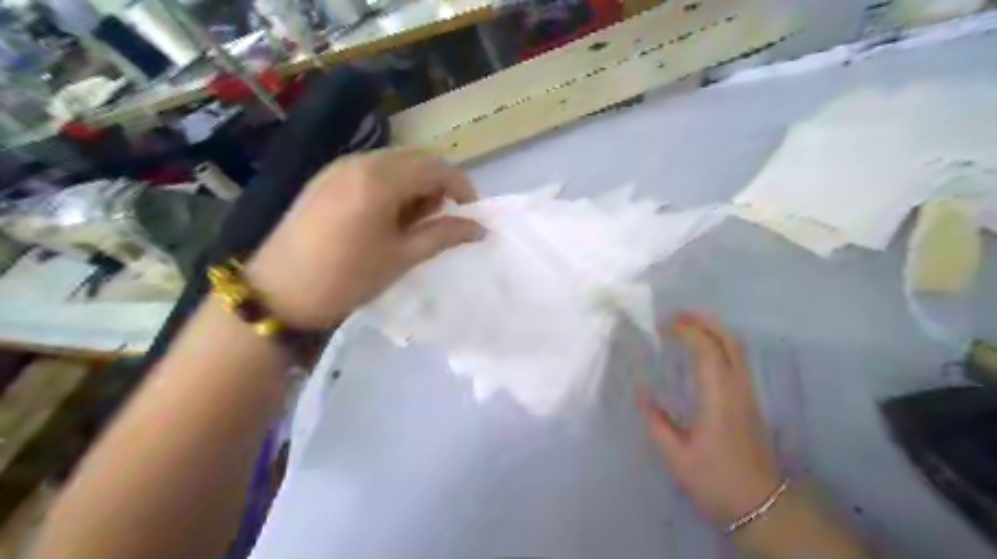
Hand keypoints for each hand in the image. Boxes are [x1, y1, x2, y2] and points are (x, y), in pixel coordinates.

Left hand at [246, 148, 484, 330]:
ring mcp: (339, 167)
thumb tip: (480, 229)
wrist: (280, 292)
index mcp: (382, 179)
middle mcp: (361, 162)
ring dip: (413, 185)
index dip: (461, 186)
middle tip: (439, 218)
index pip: (436, 168)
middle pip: (416, 159)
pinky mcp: (325, 179)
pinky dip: (390, 186)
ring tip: (411, 222)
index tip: (472, 211)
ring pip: (393, 163)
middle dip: (436, 184)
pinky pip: (370, 171)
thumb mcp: (403, 256)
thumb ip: (445, 235)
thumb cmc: (349, 277)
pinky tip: (385, 216)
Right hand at [638, 313, 787, 524]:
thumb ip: (657, 423)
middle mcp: (738, 389)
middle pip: (729, 340)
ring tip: (687, 326)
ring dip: (713, 329)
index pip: (707, 350)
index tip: (663, 325)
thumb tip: (642, 394)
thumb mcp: (678, 457)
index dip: (686, 331)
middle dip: (704, 320)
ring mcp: (748, 394)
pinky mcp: (751, 401)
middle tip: (676, 315)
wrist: (763, 507)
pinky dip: (719, 344)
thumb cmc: (717, 481)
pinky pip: (737, 359)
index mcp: (719, 399)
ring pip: (737, 348)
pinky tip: (702, 352)